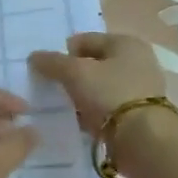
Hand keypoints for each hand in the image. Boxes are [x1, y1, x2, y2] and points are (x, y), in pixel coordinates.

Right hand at [28, 32, 163, 134]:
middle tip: (55, 89)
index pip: (85, 40)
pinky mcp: (139, 113)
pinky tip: (81, 121)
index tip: (47, 71)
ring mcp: (140, 88)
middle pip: (94, 63)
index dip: (63, 53)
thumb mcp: (76, 73)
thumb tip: (34, 56)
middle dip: (73, 75)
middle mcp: (137, 61)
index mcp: (125, 43)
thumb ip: (53, 62)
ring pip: (100, 87)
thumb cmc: (110, 94)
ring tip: (66, 108)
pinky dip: (94, 112)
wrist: (143, 138)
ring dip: (83, 95)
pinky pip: (108, 107)